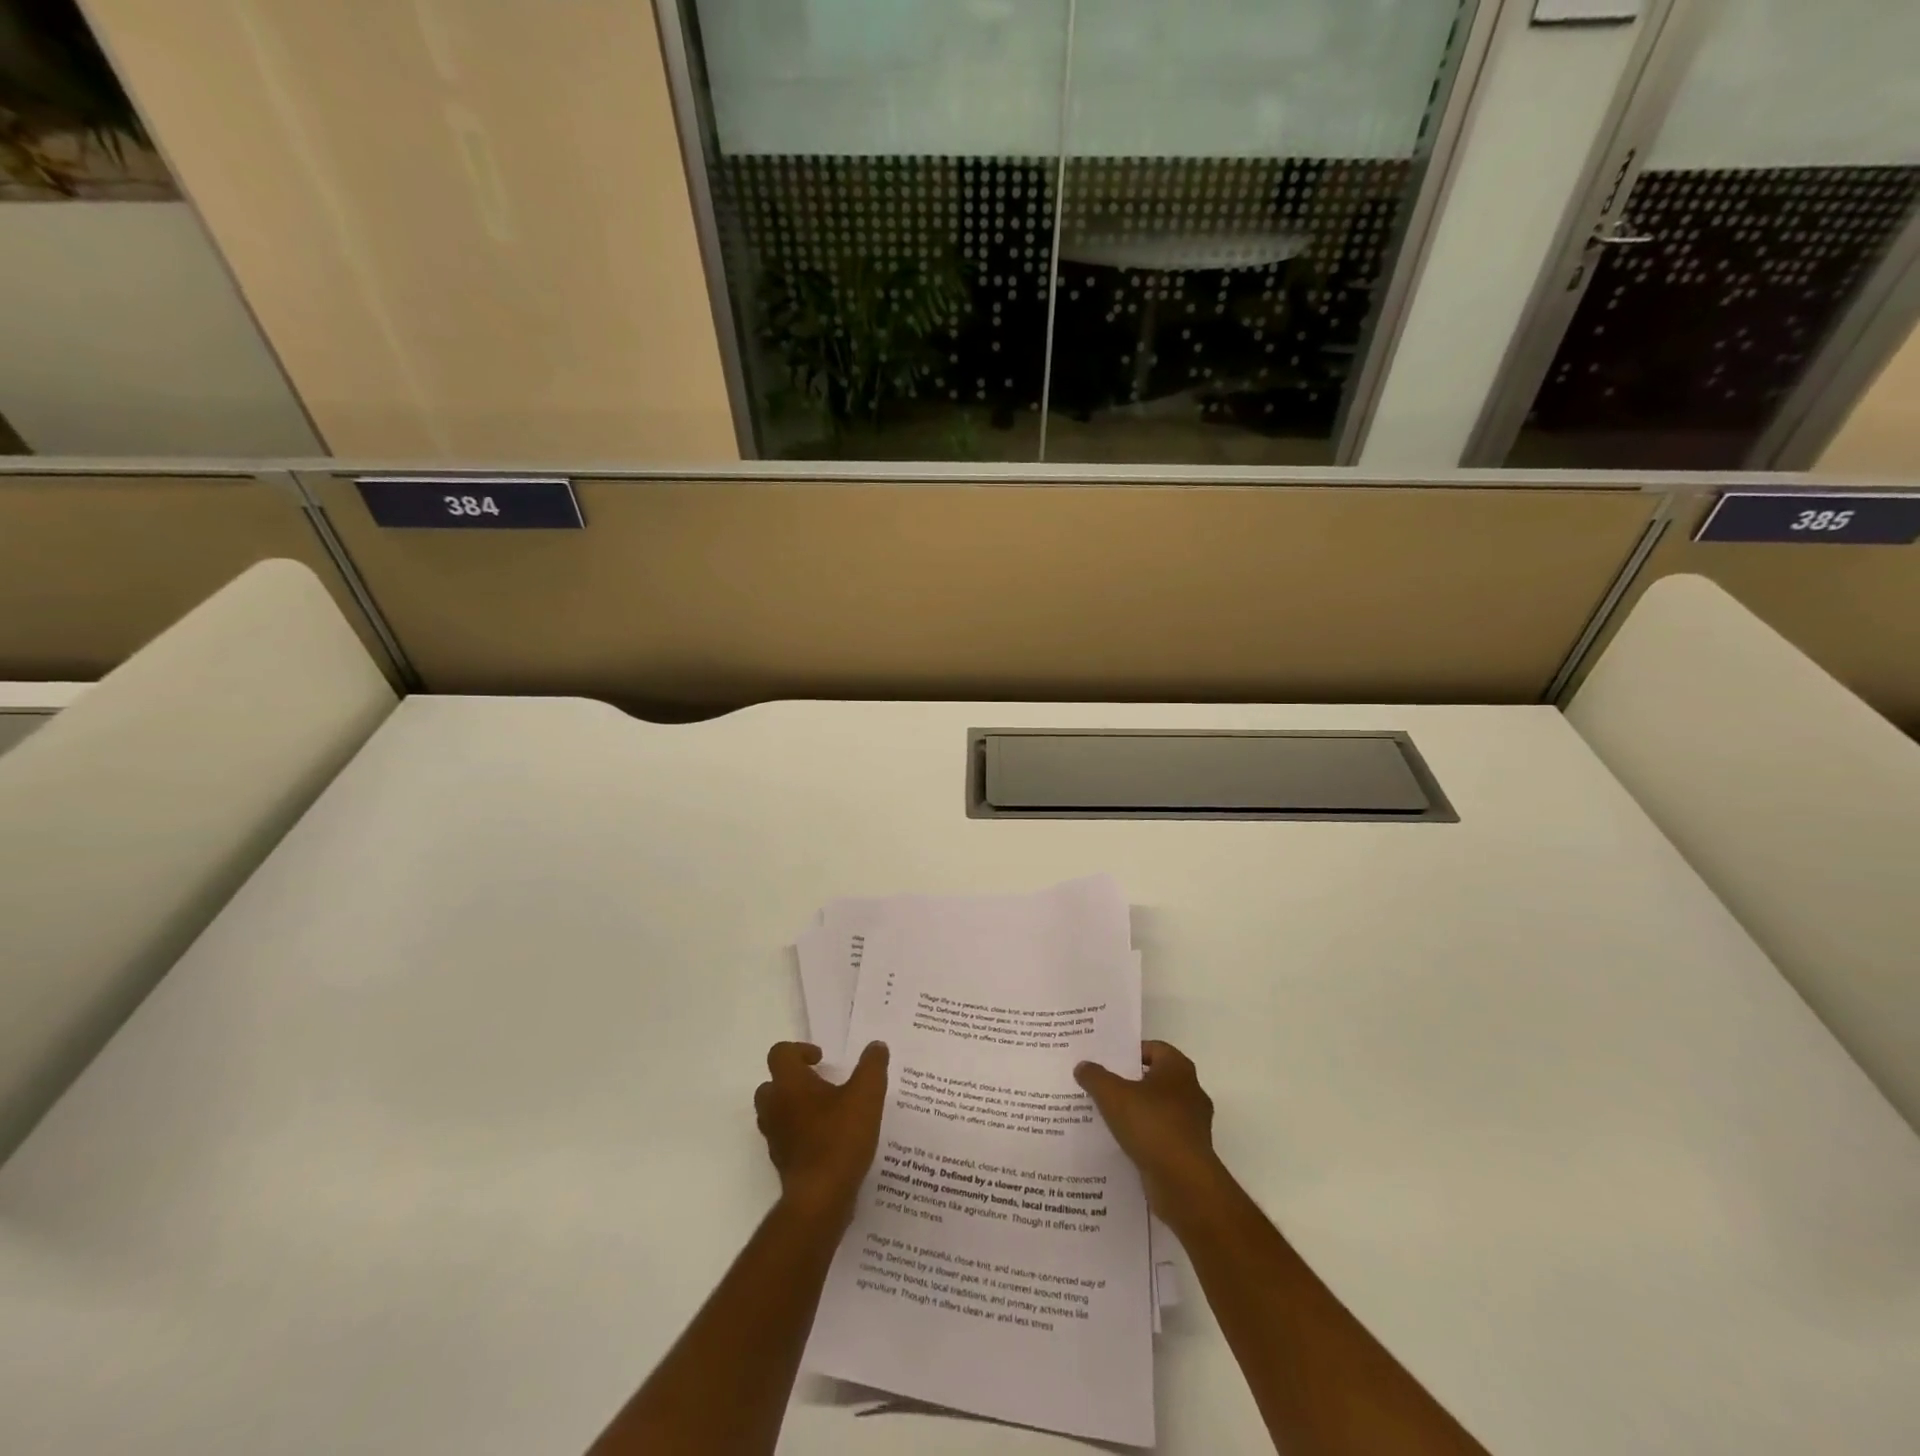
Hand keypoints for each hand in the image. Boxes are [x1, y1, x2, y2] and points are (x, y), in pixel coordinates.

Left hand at [755, 1040, 888, 1224]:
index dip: (800, 1050)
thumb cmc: (840, 1138)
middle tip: (821, 1084)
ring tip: (826, 1112)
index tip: (822, 1060)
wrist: (820, 1198)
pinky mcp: (781, 1162)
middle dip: (794, 1080)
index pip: (780, 1054)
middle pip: (772, 1083)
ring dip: (795, 1107)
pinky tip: (828, 1140)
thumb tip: (876, 1046)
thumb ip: (872, 1066)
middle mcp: (774, 1107)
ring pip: (776, 1112)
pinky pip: (785, 1137)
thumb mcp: (867, 1094)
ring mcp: (774, 1137)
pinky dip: (800, 1133)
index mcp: (789, 1084)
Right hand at [1075, 1041, 1222, 1217]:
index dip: (1129, 1053)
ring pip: (1158, 1109)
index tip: (1106, 1061)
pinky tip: (1121, 1143)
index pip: (1153, 1048)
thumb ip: (1095, 1077)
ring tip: (1106, 1116)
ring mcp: (1193, 1124)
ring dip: (1136, 1112)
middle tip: (1101, 1086)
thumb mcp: (1112, 1095)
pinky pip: (1161, 1136)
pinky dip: (1144, 1137)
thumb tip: (1082, 1066)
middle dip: (1129, 1082)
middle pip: (1154, 1079)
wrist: (1184, 1183)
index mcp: (1178, 1069)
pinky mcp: (1189, 1152)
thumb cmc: (1151, 1125)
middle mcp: (1190, 1092)